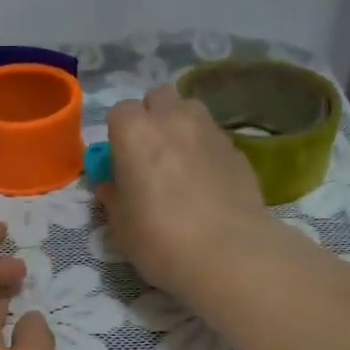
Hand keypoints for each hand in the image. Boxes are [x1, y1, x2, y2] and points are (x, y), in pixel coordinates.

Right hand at [97, 84, 280, 302]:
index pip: (120, 111)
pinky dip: (204, 150)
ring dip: (180, 126)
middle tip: (148, 152)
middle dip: (151, 115)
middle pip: (159, 97)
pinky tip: (205, 182)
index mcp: (135, 132)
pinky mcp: (238, 150)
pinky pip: (213, 137)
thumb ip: (113, 198)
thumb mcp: (121, 225)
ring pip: (190, 110)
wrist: (228, 253)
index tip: (119, 160)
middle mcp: (173, 119)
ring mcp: (210, 130)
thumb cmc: (159, 238)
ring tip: (179, 162)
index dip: (118, 134)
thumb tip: (111, 187)